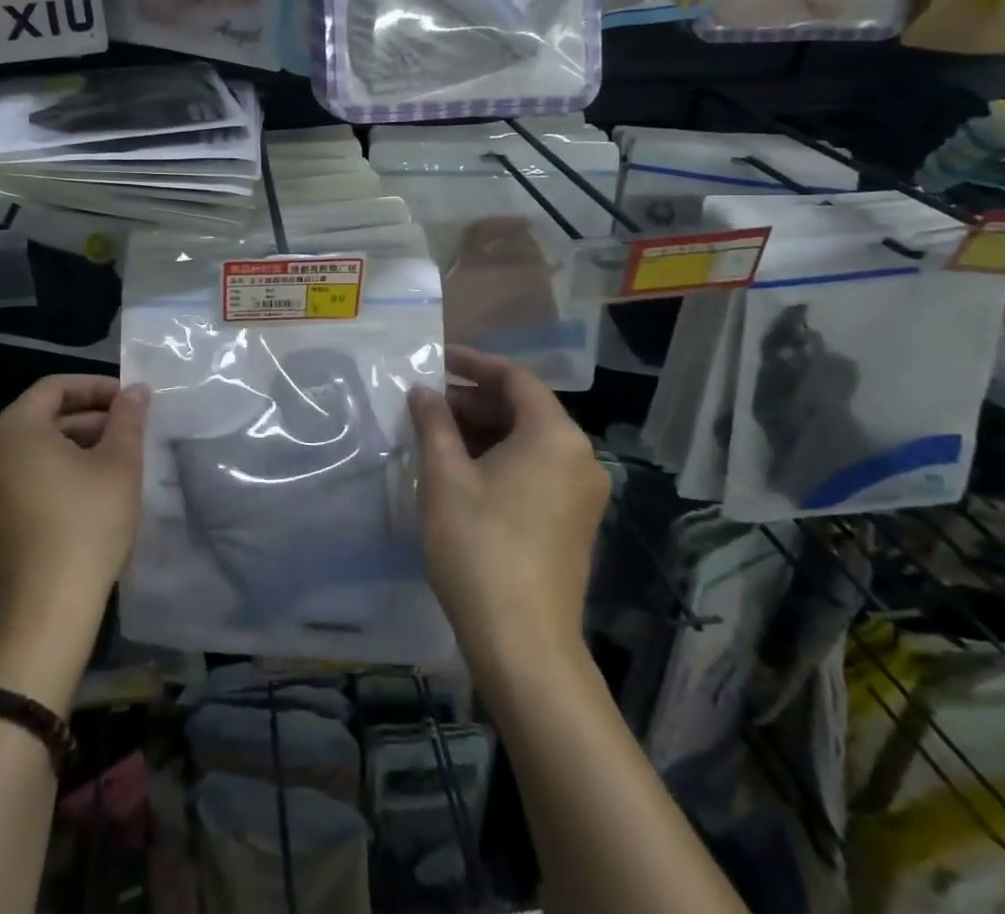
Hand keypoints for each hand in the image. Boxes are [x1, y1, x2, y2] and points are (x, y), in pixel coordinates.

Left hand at [0, 376, 146, 687]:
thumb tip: (135, 391)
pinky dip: (48, 474)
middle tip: (126, 430)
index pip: (55, 388)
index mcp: (11, 429)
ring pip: (28, 451)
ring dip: (69, 447)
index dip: (96, 387)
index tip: (129, 400)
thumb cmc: (85, 526)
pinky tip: (81, 493)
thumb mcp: (119, 465)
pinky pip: (16, 480)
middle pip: (39, 418)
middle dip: (86, 419)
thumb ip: (127, 419)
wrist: (42, 614)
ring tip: (110, 460)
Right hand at [410, 347, 607, 675]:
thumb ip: (434, 424)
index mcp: (555, 435)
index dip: (472, 363)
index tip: (435, 359)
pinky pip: (537, 468)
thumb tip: (423, 391)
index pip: (514, 378)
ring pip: (529, 440)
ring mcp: (581, 492)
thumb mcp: (446, 477)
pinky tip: (463, 468)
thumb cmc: (479, 546)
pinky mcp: (574, 521)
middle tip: (427, 400)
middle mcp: (579, 456)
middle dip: (474, 399)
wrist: (523, 644)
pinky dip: (501, 457)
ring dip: (484, 429)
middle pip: (524, 408)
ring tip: (437, 432)